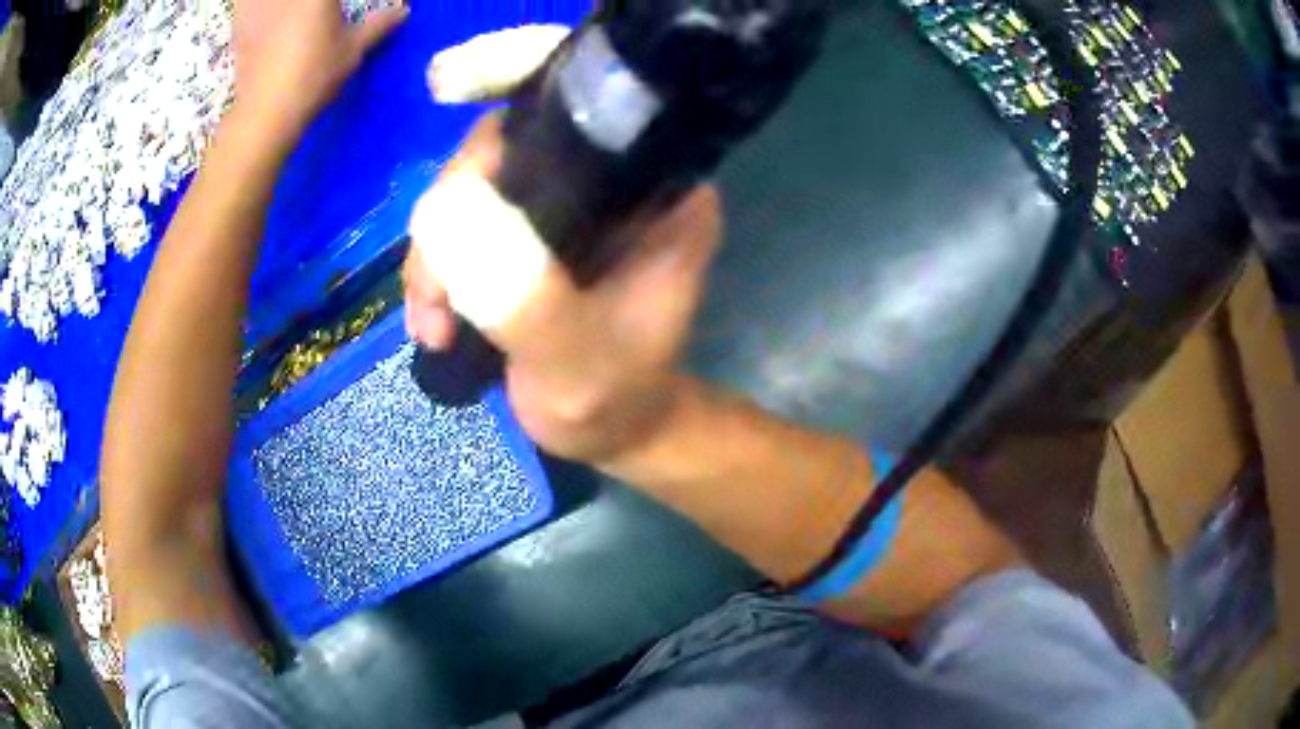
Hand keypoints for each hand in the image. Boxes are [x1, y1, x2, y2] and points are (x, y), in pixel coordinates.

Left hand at [232, 0, 407, 137]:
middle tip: (317, 11)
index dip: (330, 4)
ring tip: (282, 10)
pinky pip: (243, 3)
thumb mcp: (352, 51)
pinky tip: (256, 10)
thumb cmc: (313, 76)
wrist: (265, 113)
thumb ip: (377, 26)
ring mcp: (260, 5)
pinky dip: (247, 4)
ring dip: (271, 4)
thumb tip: (402, 12)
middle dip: (312, 5)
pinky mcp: (240, 24)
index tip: (335, 9)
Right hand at [404, 116, 721, 463]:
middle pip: (507, 149)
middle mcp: (616, 179)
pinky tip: (432, 324)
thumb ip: (524, 297)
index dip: (504, 115)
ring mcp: (570, 202)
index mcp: (657, 191)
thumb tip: (447, 208)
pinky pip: (466, 223)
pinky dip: (437, 270)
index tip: (449, 140)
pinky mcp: (534, 229)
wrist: (610, 430)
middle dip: (451, 214)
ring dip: (435, 254)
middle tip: (434, 294)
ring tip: (433, 325)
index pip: (579, 116)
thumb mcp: (573, 360)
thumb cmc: (612, 399)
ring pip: (475, 188)